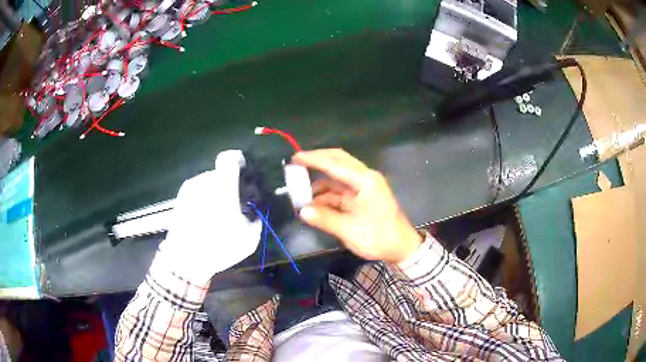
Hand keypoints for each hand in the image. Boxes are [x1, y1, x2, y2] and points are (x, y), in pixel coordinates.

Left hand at [158, 150, 261, 283]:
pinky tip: (204, 219)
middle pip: (219, 174)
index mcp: (222, 186)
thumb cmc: (218, 246)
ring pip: (207, 183)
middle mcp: (204, 181)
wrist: (184, 259)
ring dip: (214, 193)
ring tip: (217, 215)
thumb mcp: (248, 239)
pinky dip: (203, 200)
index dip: (238, 160)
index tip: (244, 172)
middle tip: (233, 204)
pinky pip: (197, 192)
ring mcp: (189, 189)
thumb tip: (254, 213)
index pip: (229, 158)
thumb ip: (255, 220)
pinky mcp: (179, 198)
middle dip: (228, 185)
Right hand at [293, 149, 421, 263]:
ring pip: (336, 178)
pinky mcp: (360, 198)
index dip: (314, 159)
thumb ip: (325, 219)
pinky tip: (312, 206)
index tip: (295, 158)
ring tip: (299, 193)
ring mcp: (363, 188)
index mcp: (365, 181)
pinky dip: (325, 196)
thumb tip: (302, 211)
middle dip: (317, 162)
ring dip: (319, 184)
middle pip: (338, 162)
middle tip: (296, 165)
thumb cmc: (379, 237)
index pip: (336, 164)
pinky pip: (339, 192)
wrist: (401, 248)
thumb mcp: (350, 231)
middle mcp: (364, 179)